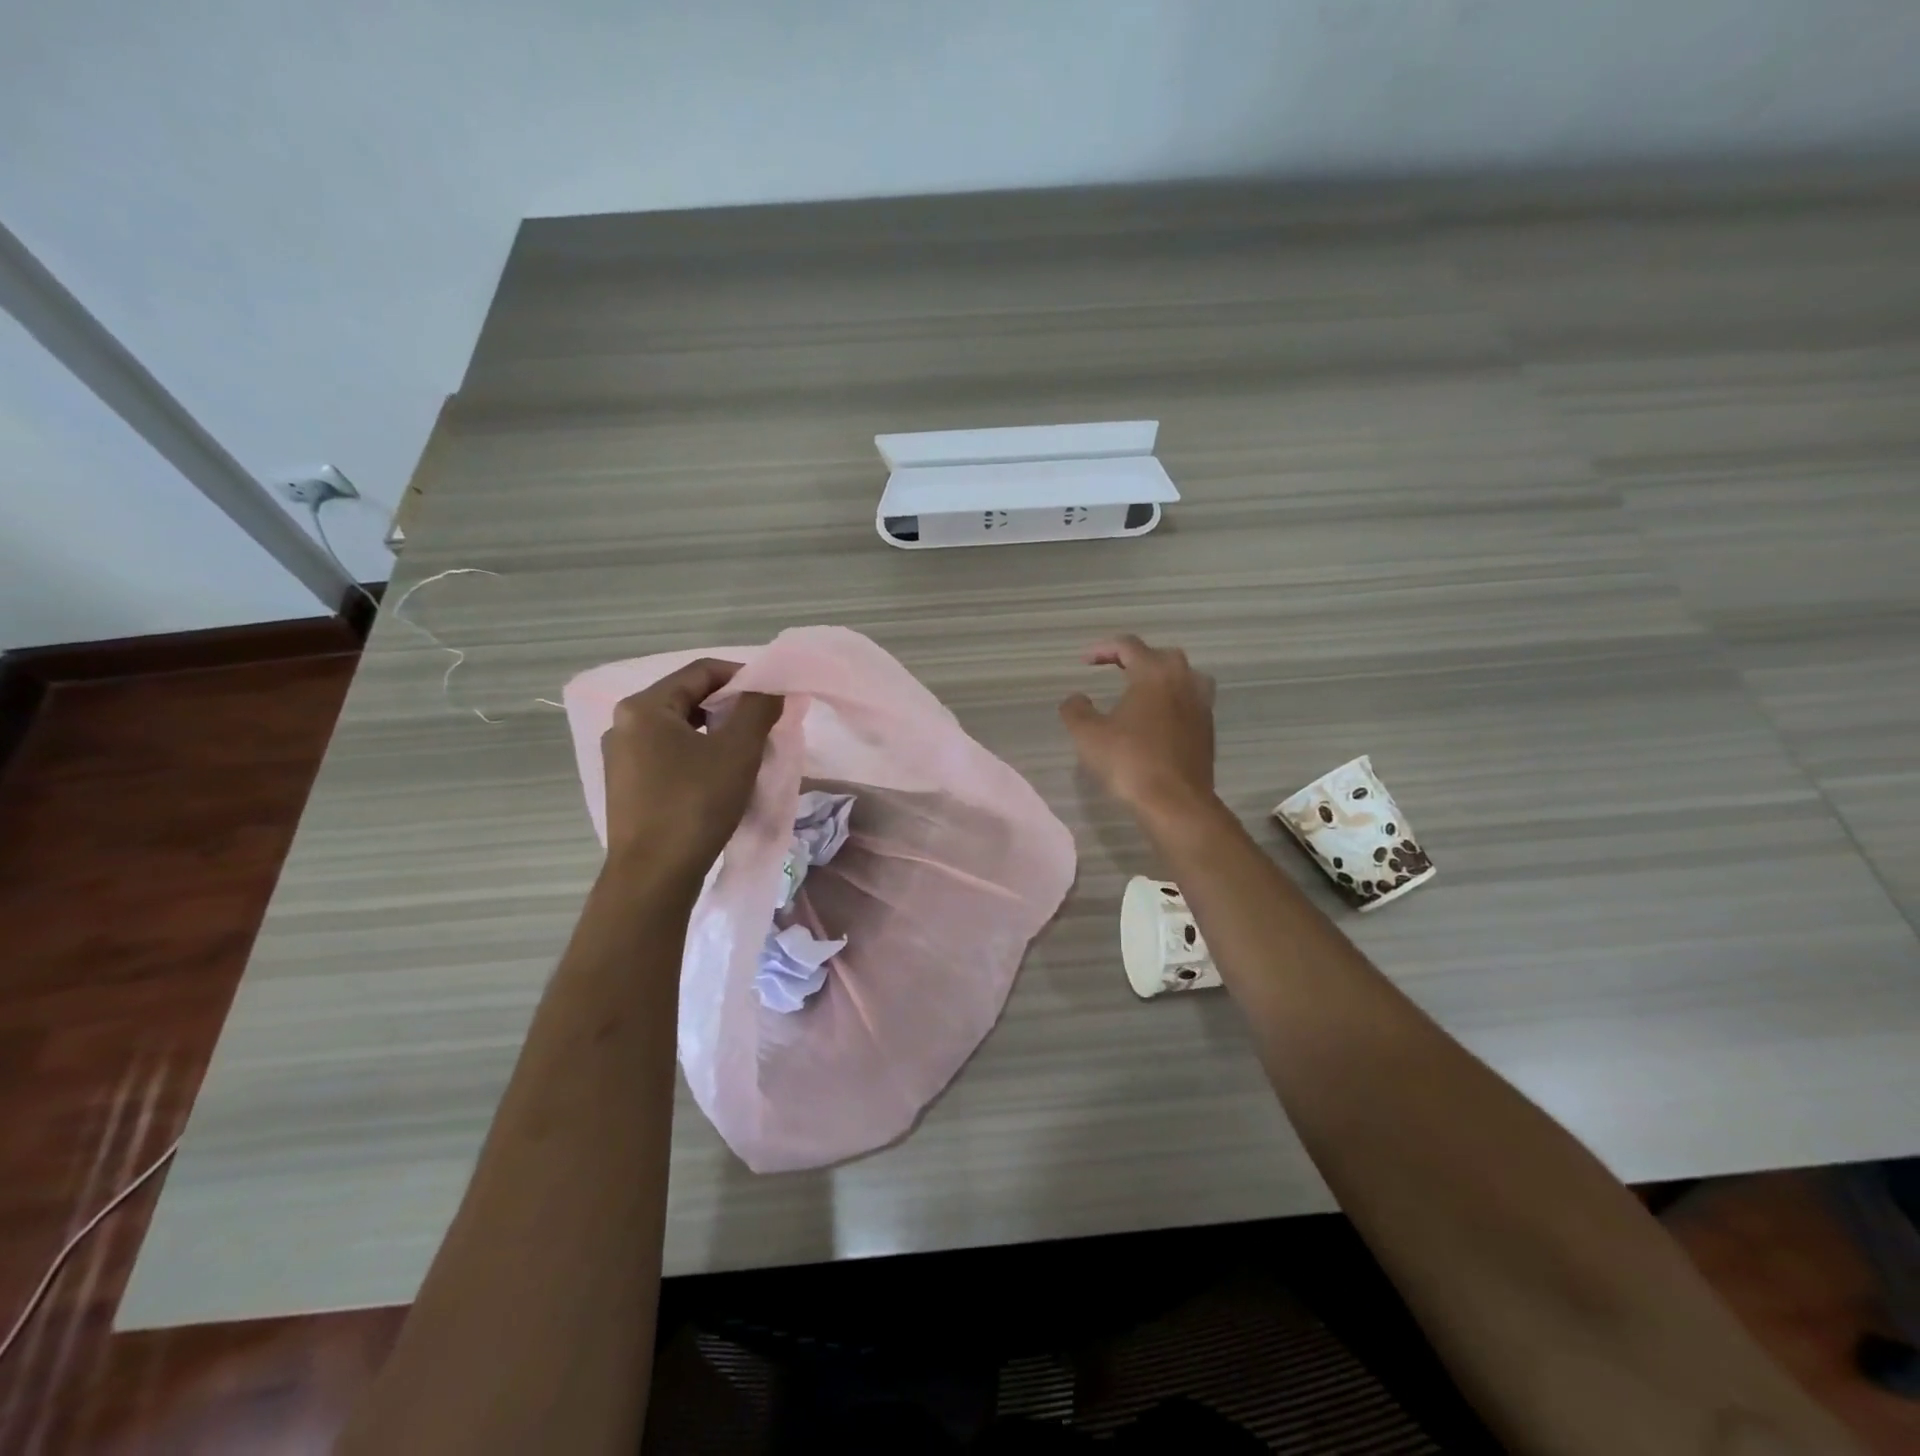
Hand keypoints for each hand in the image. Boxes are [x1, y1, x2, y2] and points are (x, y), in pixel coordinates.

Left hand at [601, 659, 783, 886]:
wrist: (653, 877)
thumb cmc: (695, 804)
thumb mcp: (737, 750)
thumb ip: (758, 708)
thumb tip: (772, 688)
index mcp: (644, 707)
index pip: (701, 671)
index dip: (743, 675)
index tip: (773, 695)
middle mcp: (624, 725)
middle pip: (687, 698)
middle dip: (730, 706)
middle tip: (764, 723)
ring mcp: (621, 759)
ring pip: (678, 729)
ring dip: (715, 732)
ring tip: (747, 751)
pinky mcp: (627, 788)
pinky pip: (668, 756)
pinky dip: (697, 755)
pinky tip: (719, 777)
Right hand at [1059, 635, 1217, 825]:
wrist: (1175, 802)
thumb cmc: (1129, 762)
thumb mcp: (1088, 735)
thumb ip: (1076, 710)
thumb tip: (1076, 698)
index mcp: (1154, 674)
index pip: (1129, 646)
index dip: (1104, 648)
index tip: (1085, 662)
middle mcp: (1183, 682)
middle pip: (1162, 656)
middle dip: (1137, 658)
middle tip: (1116, 670)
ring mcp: (1201, 706)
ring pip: (1185, 677)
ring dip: (1163, 678)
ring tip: (1143, 692)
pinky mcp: (1207, 731)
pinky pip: (1191, 703)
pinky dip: (1173, 702)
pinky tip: (1157, 721)